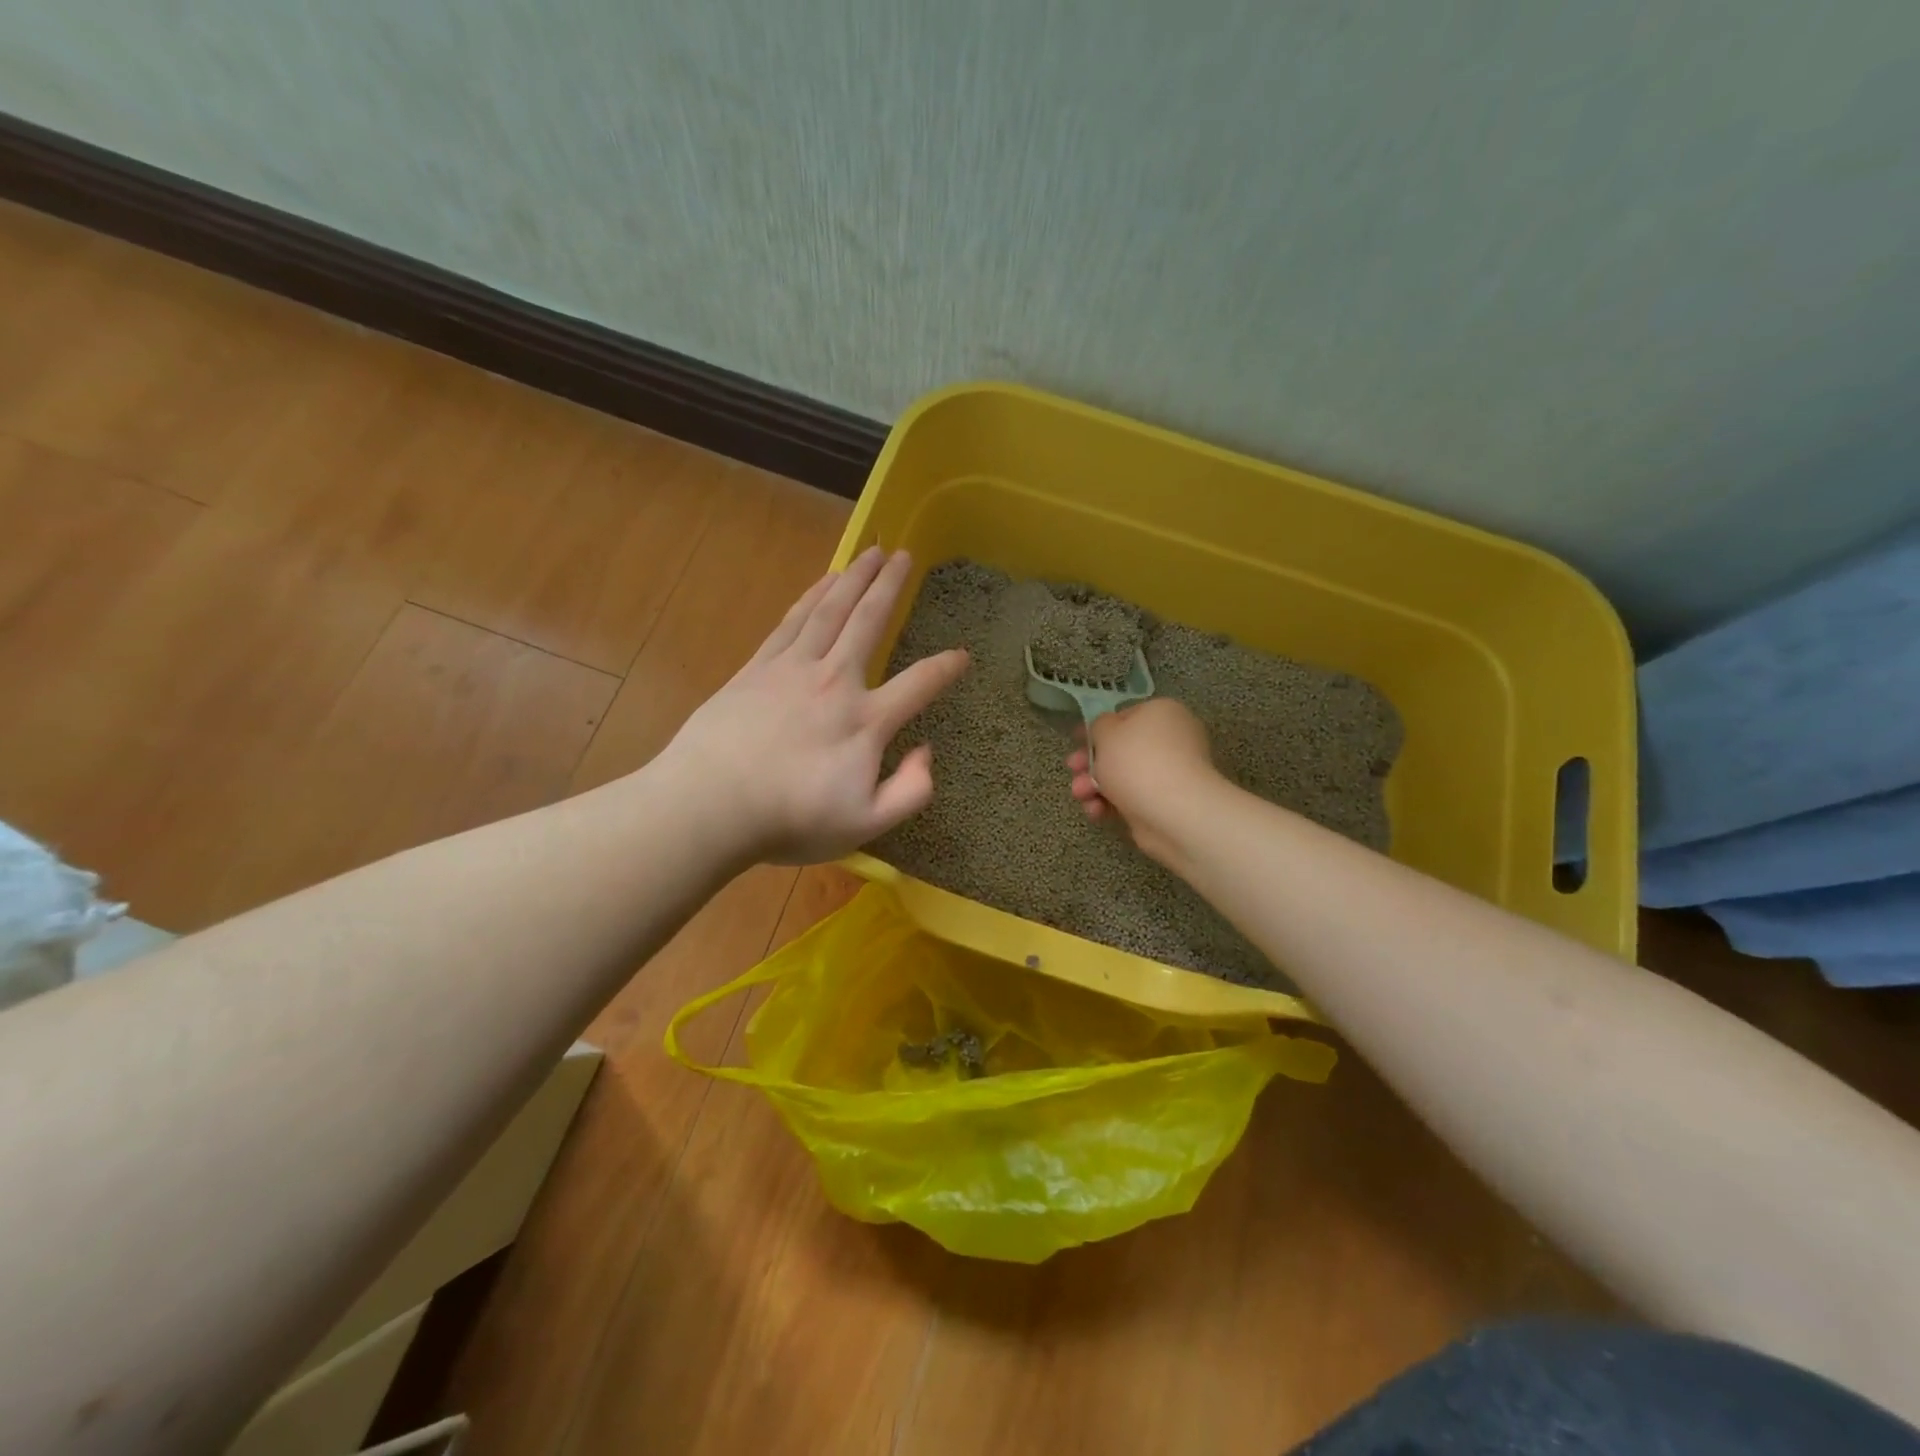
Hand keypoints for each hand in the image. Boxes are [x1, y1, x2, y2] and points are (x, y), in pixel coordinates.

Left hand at [661, 547, 968, 864]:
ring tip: (870, 553)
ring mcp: (793, 669)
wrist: (709, 806)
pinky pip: (792, 621)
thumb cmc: (790, 820)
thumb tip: (927, 752)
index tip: (963, 654)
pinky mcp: (758, 668)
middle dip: (890, 587)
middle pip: (869, 622)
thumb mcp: (866, 825)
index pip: (919, 683)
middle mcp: (835, 682)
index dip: (946, 667)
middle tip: (904, 555)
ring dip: (853, 579)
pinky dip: (812, 597)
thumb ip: (909, 791)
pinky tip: (823, 583)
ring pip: (830, 611)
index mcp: (866, 721)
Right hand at [1065, 698, 1218, 863]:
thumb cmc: (1137, 762)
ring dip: (1094, 785)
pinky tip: (1096, 812)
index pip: (1124, 716)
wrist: (1174, 812)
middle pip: (1121, 749)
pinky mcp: (1165, 802)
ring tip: (1080, 796)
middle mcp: (1171, 739)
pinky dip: (1111, 804)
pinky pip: (1131, 798)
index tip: (1075, 742)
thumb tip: (1105, 731)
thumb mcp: (1106, 733)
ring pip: (1123, 776)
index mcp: (1161, 712)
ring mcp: (1170, 773)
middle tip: (1073, 770)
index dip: (1096, 730)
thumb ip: (1099, 726)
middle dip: (1091, 763)